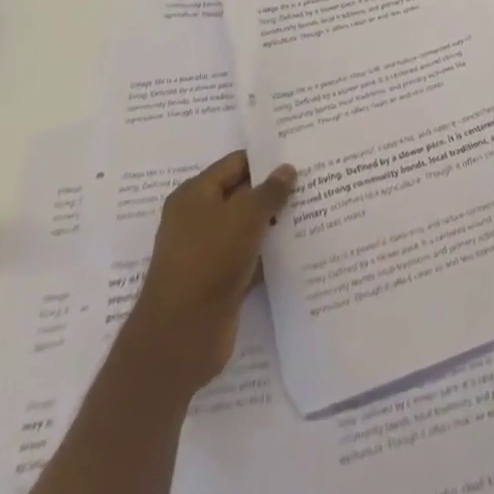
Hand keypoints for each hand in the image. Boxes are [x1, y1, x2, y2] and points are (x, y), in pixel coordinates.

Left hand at [119, 151, 296, 400]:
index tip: (298, 156)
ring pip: (246, 229)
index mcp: (194, 194)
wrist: (181, 337)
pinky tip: (297, 248)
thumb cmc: (209, 260)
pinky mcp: (217, 282)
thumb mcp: (245, 216)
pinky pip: (248, 258)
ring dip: (272, 224)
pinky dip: (267, 254)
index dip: (266, 159)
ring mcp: (206, 252)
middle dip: (273, 191)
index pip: (236, 163)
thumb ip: (270, 191)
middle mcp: (197, 219)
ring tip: (312, 211)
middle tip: (311, 182)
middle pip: (241, 195)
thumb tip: (287, 169)